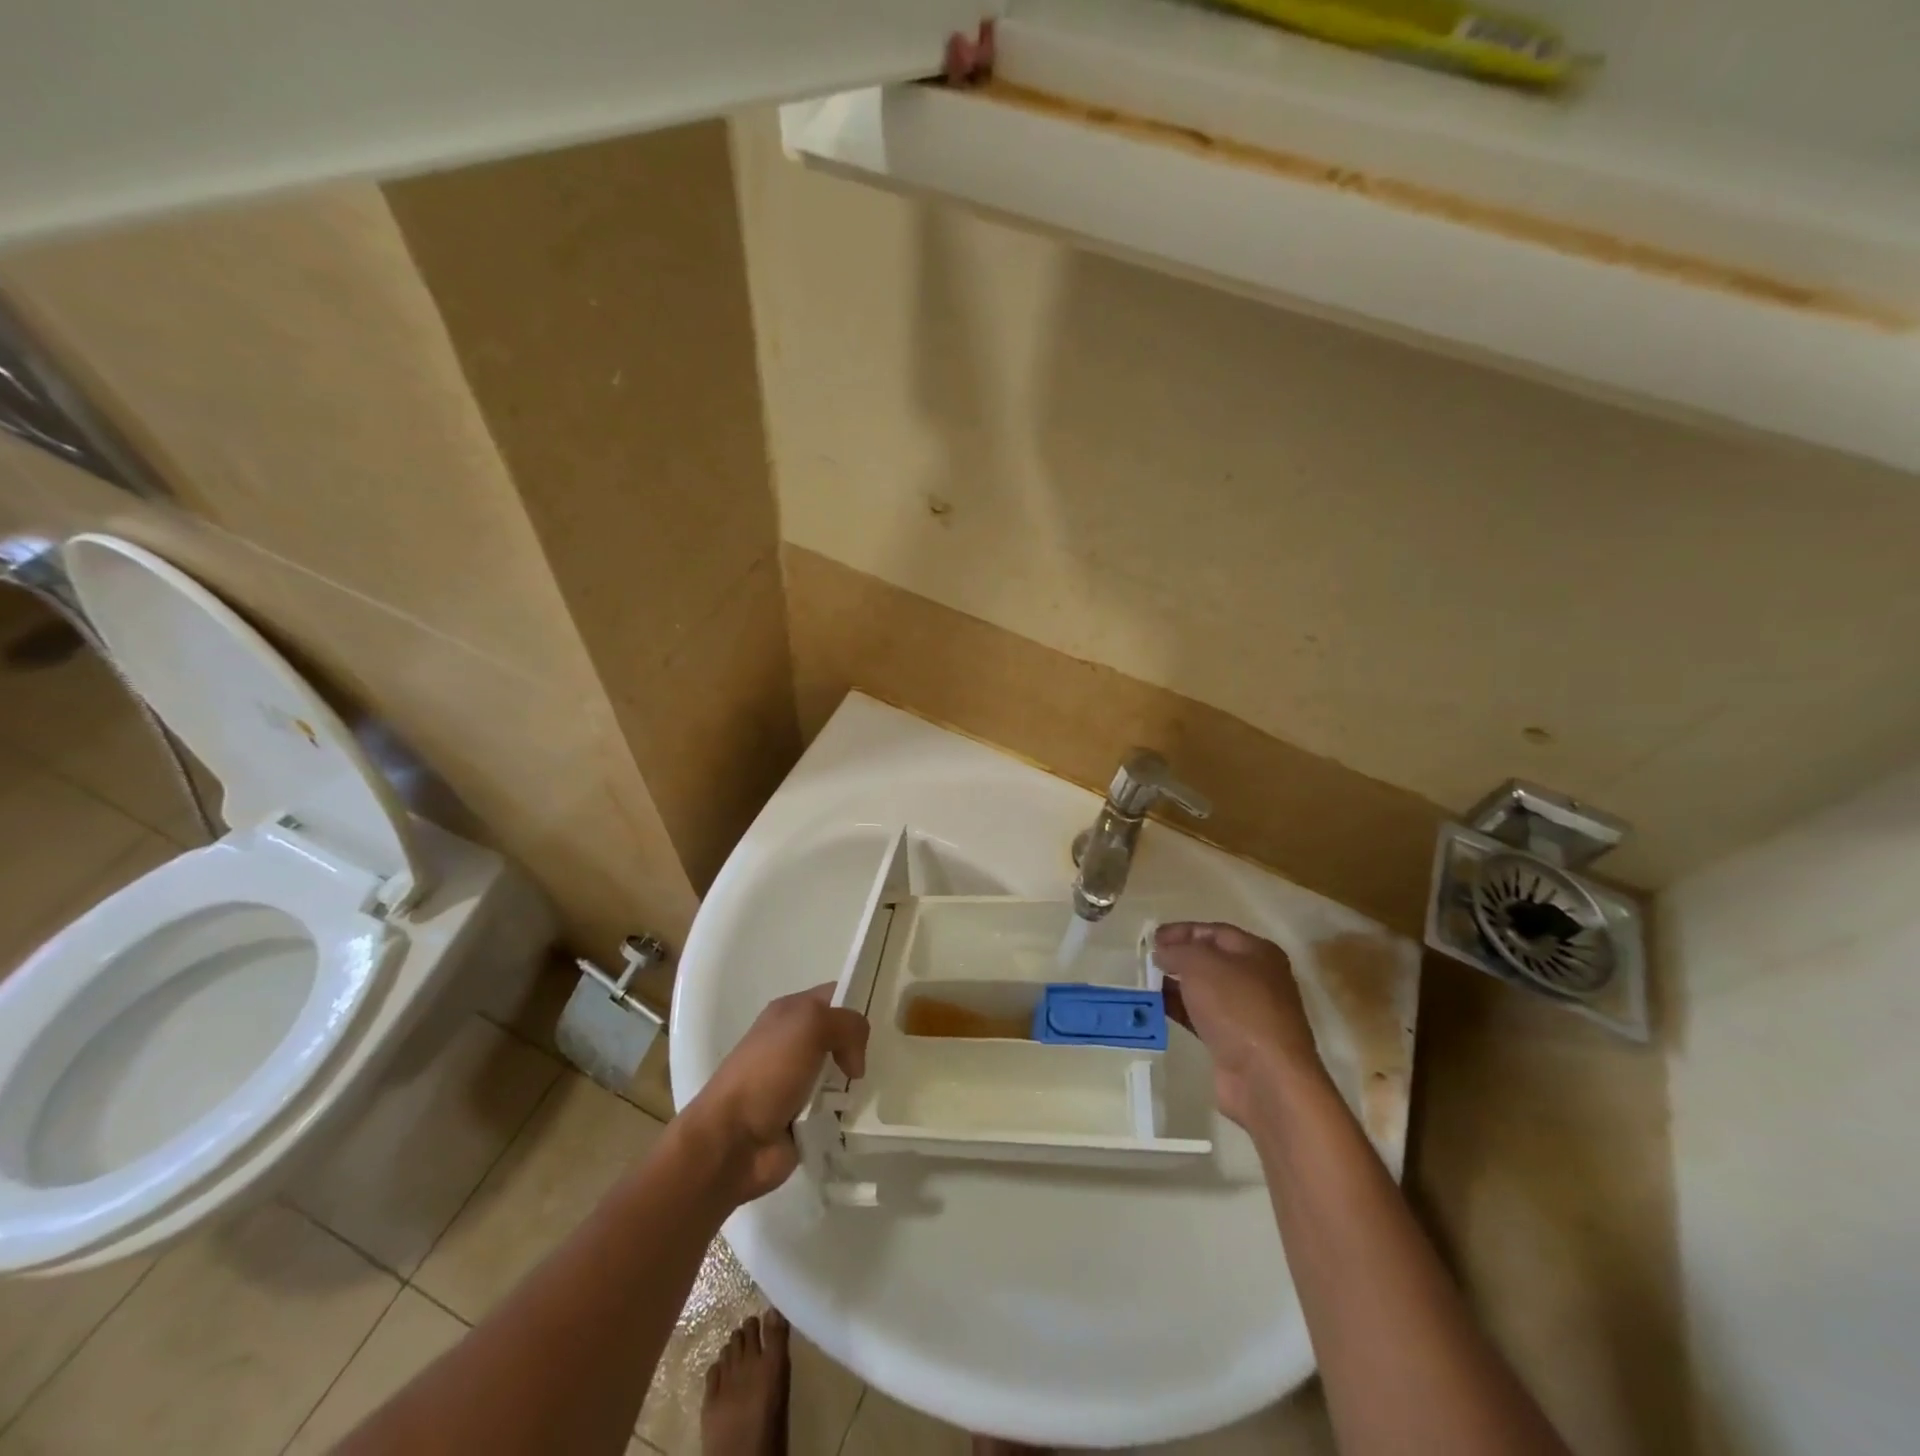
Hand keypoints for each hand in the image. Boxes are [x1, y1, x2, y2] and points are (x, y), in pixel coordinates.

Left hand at [688, 985, 869, 1202]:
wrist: (732, 1140)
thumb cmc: (768, 1072)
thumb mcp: (811, 1025)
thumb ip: (847, 1024)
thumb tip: (855, 1061)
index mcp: (790, 1013)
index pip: (835, 995)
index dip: (859, 1002)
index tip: (885, 1021)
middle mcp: (794, 1043)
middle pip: (841, 1035)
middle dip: (861, 1047)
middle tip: (883, 1060)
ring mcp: (798, 1082)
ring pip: (842, 1073)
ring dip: (854, 1084)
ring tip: (870, 1091)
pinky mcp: (803, 1118)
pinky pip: (836, 1109)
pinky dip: (845, 1113)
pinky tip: (855, 1116)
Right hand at [1155, 921, 1322, 1127]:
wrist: (1265, 1077)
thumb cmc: (1236, 1007)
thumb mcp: (1200, 964)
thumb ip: (1177, 950)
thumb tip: (1163, 952)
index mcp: (1258, 953)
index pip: (1215, 932)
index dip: (1182, 931)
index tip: (1152, 938)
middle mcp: (1257, 980)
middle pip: (1211, 961)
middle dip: (1178, 958)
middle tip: (1147, 960)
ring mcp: (1247, 1013)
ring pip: (1205, 990)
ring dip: (1176, 985)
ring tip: (1145, 983)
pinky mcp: (1235, 1042)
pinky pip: (1202, 1017)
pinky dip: (1180, 1010)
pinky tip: (1156, 1009)